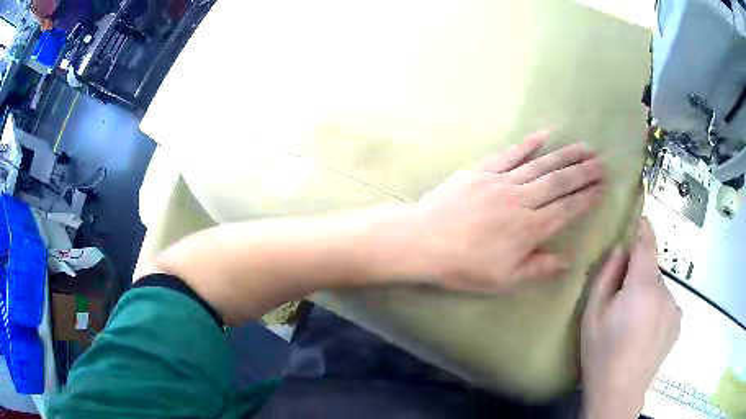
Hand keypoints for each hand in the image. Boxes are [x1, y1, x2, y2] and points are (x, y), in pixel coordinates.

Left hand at [410, 130, 604, 292]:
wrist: (424, 241)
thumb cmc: (464, 266)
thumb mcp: (503, 279)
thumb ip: (538, 269)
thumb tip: (568, 261)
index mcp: (530, 229)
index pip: (567, 209)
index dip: (587, 197)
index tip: (602, 187)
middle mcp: (522, 200)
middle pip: (560, 182)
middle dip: (584, 172)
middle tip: (602, 162)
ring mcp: (503, 181)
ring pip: (542, 165)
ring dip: (566, 155)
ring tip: (585, 147)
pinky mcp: (484, 170)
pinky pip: (512, 153)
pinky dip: (530, 143)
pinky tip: (545, 134)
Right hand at [581, 218, 681, 418]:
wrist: (619, 392)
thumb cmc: (602, 354)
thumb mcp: (592, 315)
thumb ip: (606, 276)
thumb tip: (620, 251)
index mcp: (642, 287)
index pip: (647, 245)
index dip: (644, 229)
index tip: (641, 219)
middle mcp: (664, 292)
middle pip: (651, 270)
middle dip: (638, 277)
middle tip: (621, 303)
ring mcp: (674, 308)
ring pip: (659, 289)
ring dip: (648, 296)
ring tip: (633, 324)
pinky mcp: (678, 322)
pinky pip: (667, 304)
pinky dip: (657, 309)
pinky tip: (646, 333)